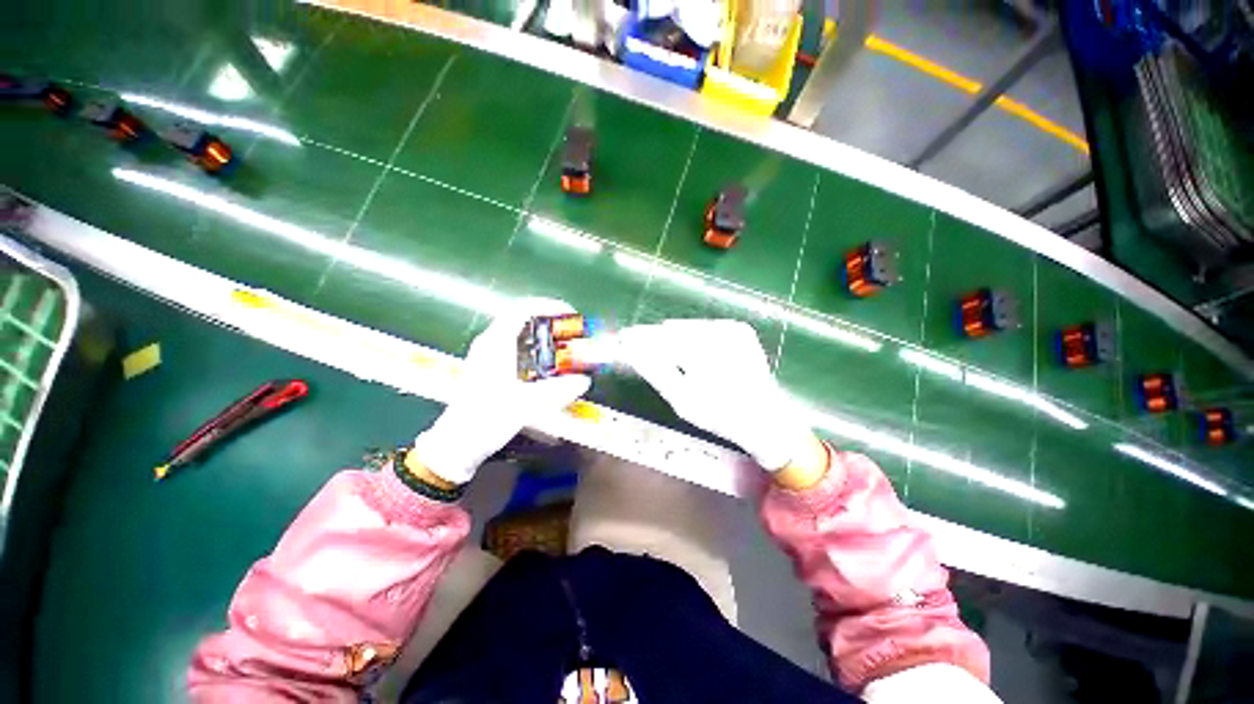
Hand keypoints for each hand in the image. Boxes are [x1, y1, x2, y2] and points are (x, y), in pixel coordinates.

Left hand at [410, 299, 591, 484]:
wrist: (458, 443)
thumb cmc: (487, 419)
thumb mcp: (528, 404)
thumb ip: (560, 391)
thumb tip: (585, 380)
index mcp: (496, 342)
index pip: (524, 308)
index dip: (550, 305)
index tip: (571, 314)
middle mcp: (491, 342)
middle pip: (524, 318)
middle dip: (552, 322)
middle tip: (572, 333)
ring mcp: (488, 354)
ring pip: (520, 332)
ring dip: (545, 335)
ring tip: (564, 347)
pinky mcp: (489, 367)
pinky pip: (517, 346)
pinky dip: (536, 348)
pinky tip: (547, 366)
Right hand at [617, 319, 819, 473]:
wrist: (765, 419)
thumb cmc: (721, 415)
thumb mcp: (682, 399)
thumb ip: (656, 370)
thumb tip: (632, 348)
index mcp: (705, 349)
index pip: (662, 337)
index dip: (640, 337)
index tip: (623, 337)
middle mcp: (720, 331)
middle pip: (675, 330)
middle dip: (656, 338)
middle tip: (639, 347)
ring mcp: (733, 327)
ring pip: (690, 327)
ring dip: (674, 338)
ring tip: (664, 353)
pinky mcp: (741, 330)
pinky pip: (706, 329)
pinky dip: (693, 338)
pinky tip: (690, 352)